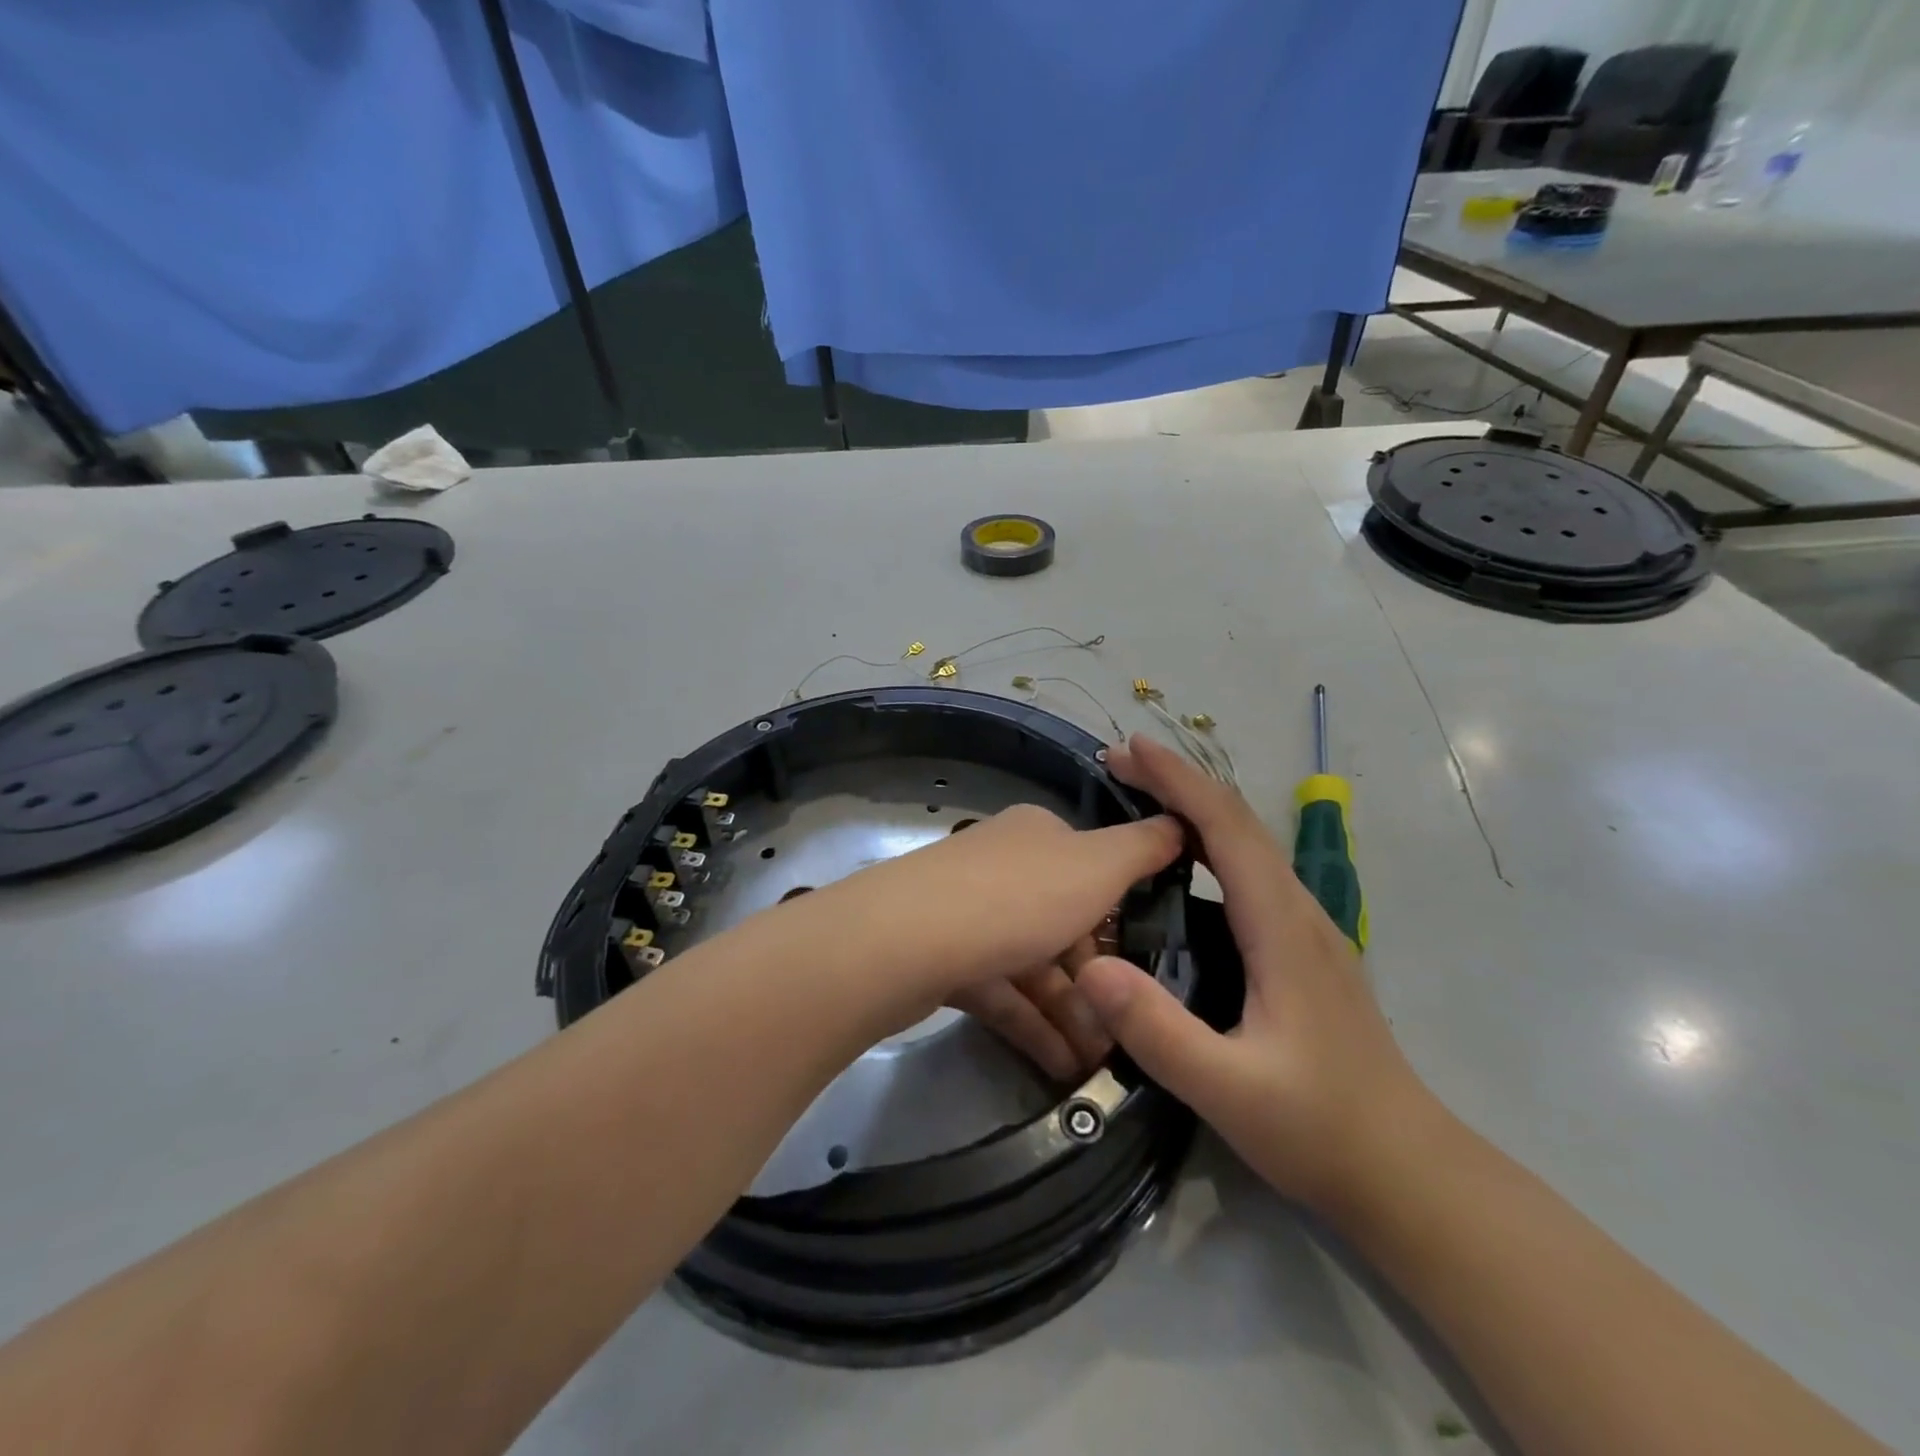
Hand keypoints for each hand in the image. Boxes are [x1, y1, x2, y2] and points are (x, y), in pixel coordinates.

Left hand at [795, 803, 1182, 1063]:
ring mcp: (969, 913)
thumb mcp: (1097, 864)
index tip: (1148, 963)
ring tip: (1100, 1062)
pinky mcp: (944, 959)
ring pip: (1033, 964)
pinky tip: (1062, 1066)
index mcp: (1037, 836)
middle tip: (1127, 1030)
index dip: (1122, 915)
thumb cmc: (1019, 896)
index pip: (1092, 869)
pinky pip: (1000, 992)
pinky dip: (1032, 1025)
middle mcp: (1002, 867)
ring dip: (1069, 1012)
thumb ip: (1143, 847)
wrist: (909, 939)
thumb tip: (1179, 822)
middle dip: (1097, 980)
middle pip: (1063, 924)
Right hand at [1075, 735, 1438, 1212]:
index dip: (1178, 780)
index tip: (1130, 747)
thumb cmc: (1320, 1128)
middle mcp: (1299, 912)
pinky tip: (1183, 864)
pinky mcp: (1304, 949)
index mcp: (1282, 927)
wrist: (1408, 1172)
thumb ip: (1158, 1030)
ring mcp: (1308, 929)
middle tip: (1118, 762)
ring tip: (1141, 796)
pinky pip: (1252, 872)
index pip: (1227, 828)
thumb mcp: (1228, 1089)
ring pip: (1249, 844)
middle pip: (1239, 822)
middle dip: (1179, 782)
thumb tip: (1090, 966)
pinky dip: (1211, 843)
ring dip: (1195, 808)